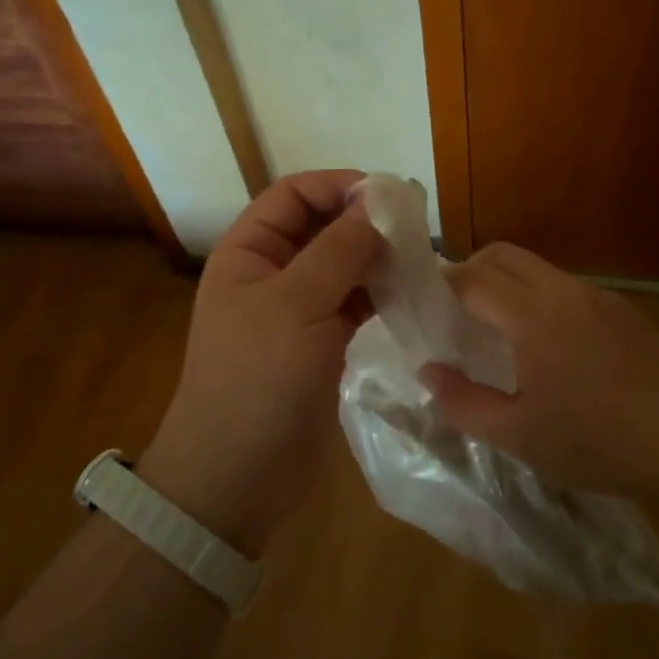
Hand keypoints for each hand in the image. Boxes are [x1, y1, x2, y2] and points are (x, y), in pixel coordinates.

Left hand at [140, 170, 379, 554]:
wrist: (239, 473)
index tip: (388, 195)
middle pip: (320, 227)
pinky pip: (351, 302)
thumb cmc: (258, 378)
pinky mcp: (319, 343)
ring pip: (341, 265)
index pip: (293, 195)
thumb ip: (338, 250)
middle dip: (363, 222)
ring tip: (419, 259)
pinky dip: (377, 293)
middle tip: (415, 228)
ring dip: (375, 258)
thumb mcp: (297, 304)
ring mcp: (296, 310)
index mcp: (248, 251)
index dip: (337, 185)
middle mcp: (270, 272)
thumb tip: (375, 204)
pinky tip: (408, 293)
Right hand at [420, 242, 658, 498]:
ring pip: (537, 268)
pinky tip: (550, 346)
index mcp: (531, 315)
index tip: (421, 303)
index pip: (471, 278)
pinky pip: (567, 288)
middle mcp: (563, 290)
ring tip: (498, 330)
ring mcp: (599, 296)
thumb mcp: (517, 436)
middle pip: (503, 255)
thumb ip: (462, 403)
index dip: (440, 285)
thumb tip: (427, 372)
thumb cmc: (596, 441)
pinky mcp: (624, 310)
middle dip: (469, 270)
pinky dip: (540, 298)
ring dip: (507, 284)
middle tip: (453, 311)